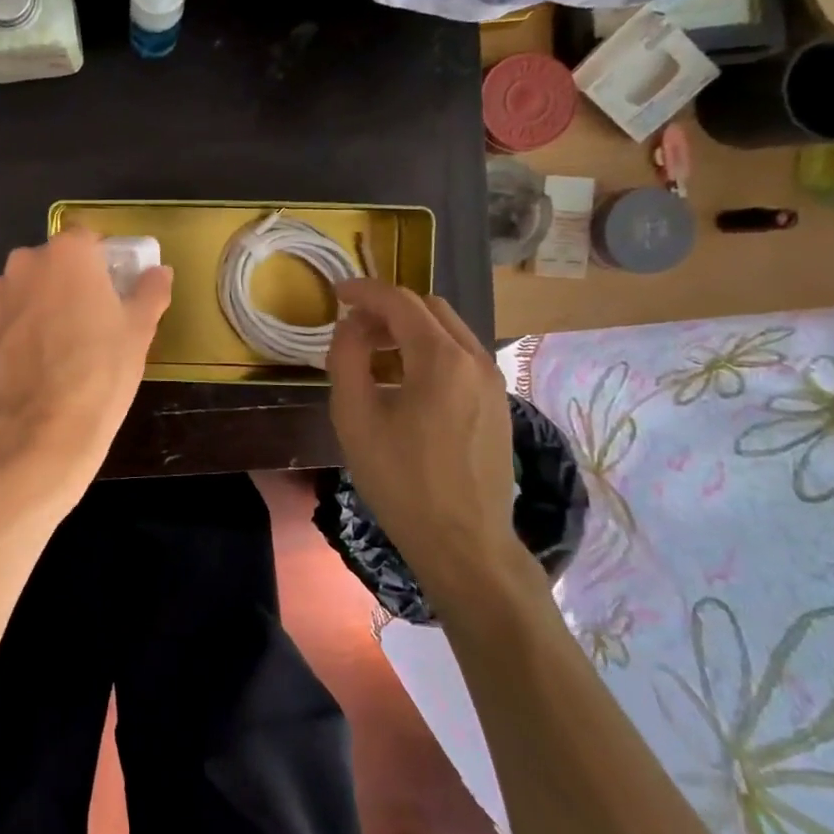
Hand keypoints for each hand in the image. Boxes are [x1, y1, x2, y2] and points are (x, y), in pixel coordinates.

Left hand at [0, 228, 172, 501]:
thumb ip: (150, 291)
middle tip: (86, 318)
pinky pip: (3, 316)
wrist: (44, 424)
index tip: (110, 290)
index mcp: (69, 253)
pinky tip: (31, 359)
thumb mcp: (139, 330)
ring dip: (38, 302)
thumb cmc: (101, 370)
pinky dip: (15, 328)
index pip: (87, 240)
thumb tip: (159, 272)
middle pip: (52, 262)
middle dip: (67, 281)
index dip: (101, 262)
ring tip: (55, 343)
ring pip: (24, 288)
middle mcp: (26, 262)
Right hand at [325, 279, 519, 599]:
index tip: (335, 293)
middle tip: (351, 328)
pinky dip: (428, 351)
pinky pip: (460, 357)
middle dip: (387, 308)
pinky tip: (404, 383)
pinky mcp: (498, 405)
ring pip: (448, 331)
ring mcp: (493, 383)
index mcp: (441, 359)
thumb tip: (351, 326)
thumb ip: (347, 359)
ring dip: (408, 330)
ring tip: (373, 355)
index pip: (399, 301)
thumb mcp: (355, 417)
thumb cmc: (401, 481)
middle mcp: (475, 359)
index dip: (363, 291)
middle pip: (429, 308)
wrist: (464, 542)